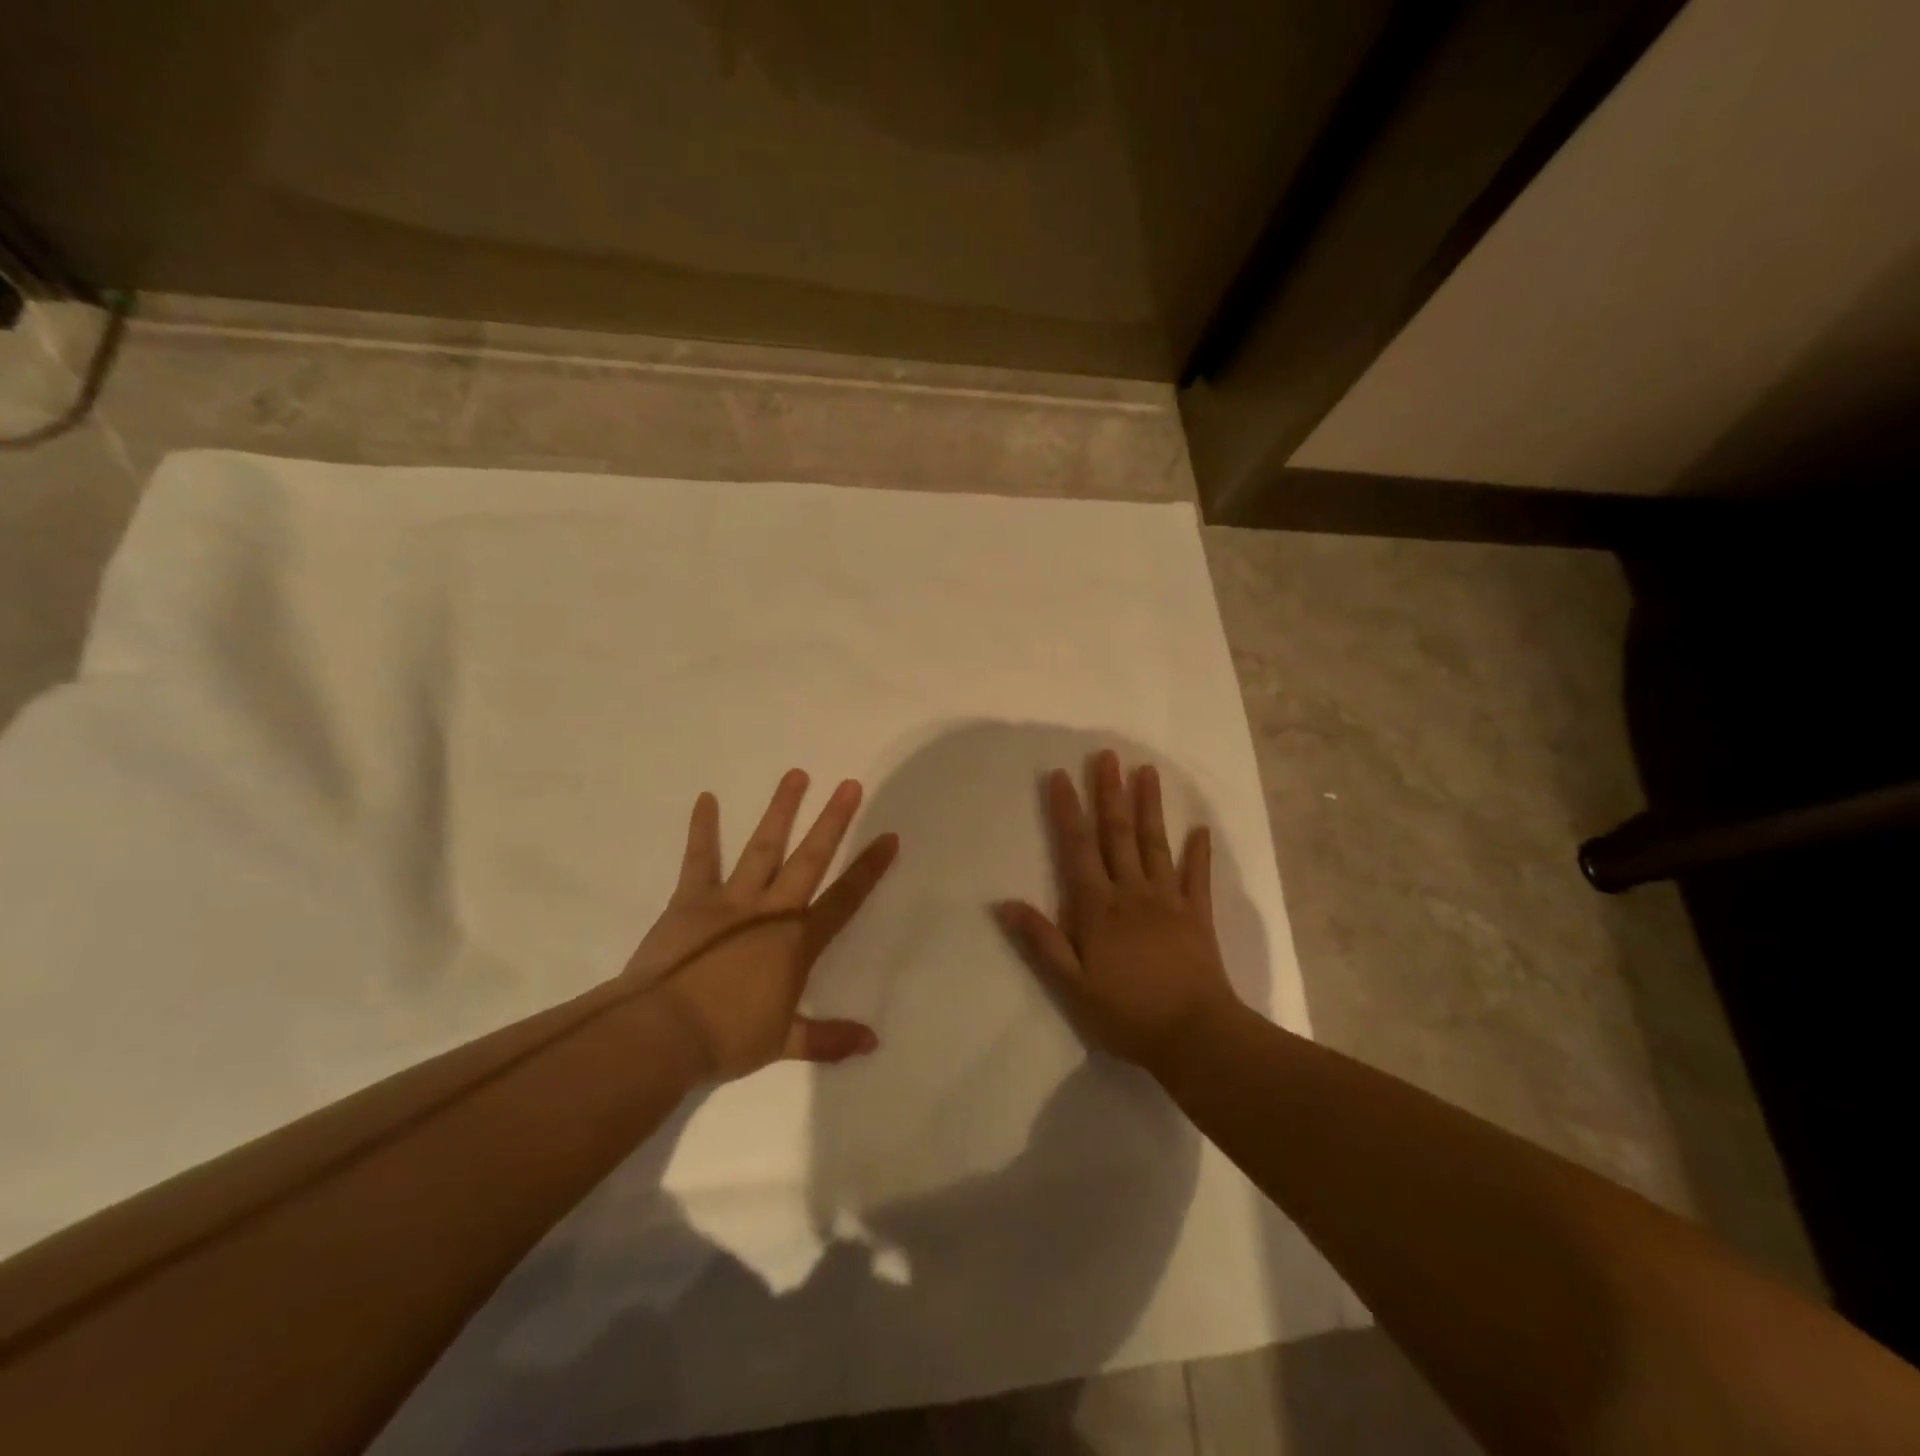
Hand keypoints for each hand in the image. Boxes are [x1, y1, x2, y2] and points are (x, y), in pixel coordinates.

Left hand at [627, 770, 897, 1080]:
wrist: (661, 1033)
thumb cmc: (727, 1038)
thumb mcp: (783, 1043)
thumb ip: (829, 1038)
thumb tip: (873, 1043)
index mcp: (797, 942)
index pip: (844, 899)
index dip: (869, 868)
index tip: (889, 837)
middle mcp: (771, 910)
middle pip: (809, 859)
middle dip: (832, 821)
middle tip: (849, 786)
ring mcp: (730, 900)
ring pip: (762, 847)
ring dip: (781, 811)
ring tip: (797, 775)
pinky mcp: (691, 900)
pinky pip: (699, 859)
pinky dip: (702, 829)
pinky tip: (706, 799)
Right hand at [995, 750, 1239, 1072]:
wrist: (1196, 1037)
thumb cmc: (1126, 1014)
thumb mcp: (1072, 985)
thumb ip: (1041, 942)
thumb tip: (1004, 904)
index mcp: (1098, 907)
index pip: (1078, 848)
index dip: (1068, 810)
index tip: (1061, 775)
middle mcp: (1132, 893)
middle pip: (1118, 834)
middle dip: (1110, 793)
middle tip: (1107, 755)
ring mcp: (1169, 901)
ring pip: (1155, 845)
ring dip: (1150, 807)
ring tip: (1147, 772)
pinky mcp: (1197, 916)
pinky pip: (1198, 878)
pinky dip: (1200, 853)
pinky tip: (1201, 829)